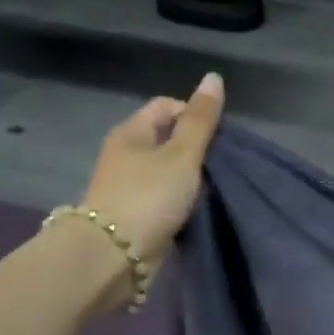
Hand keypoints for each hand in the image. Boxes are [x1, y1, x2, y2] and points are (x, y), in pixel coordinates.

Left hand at [81, 72, 225, 258]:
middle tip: (220, 166)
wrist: (113, 257)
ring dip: (189, 179)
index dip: (195, 115)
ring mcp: (127, 187)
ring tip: (212, 191)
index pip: (167, 107)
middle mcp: (125, 155)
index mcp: (131, 132)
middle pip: (167, 140)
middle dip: (196, 150)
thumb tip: (214, 77)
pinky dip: (179, 202)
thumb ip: (201, 120)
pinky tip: (195, 212)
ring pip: (166, 172)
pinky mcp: (133, 216)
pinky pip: (163, 199)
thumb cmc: (149, 197)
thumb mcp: (182, 154)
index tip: (219, 139)